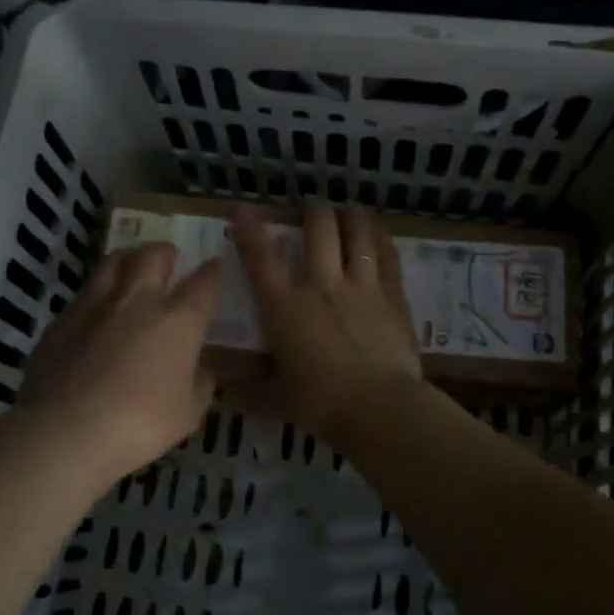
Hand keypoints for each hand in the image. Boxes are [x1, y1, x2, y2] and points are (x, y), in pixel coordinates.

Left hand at [16, 244, 222, 484]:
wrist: (64, 430)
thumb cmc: (139, 423)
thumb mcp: (188, 412)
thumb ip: (201, 383)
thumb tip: (202, 368)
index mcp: (178, 319)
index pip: (203, 282)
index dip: (213, 271)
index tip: (216, 264)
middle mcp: (138, 300)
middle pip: (153, 255)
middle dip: (166, 253)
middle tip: (170, 260)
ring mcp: (95, 305)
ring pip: (114, 261)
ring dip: (130, 259)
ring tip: (133, 267)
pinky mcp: (62, 319)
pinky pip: (86, 291)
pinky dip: (99, 290)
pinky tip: (98, 308)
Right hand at [227, 203, 422, 442]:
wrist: (379, 408)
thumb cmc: (320, 404)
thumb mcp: (275, 397)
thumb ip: (248, 386)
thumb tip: (221, 385)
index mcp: (285, 308)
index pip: (260, 257)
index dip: (248, 228)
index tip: (240, 206)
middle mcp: (322, 286)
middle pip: (319, 229)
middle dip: (312, 211)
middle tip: (311, 209)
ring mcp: (362, 286)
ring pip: (358, 234)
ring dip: (352, 216)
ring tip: (349, 210)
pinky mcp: (393, 296)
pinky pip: (388, 256)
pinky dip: (381, 238)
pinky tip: (379, 232)